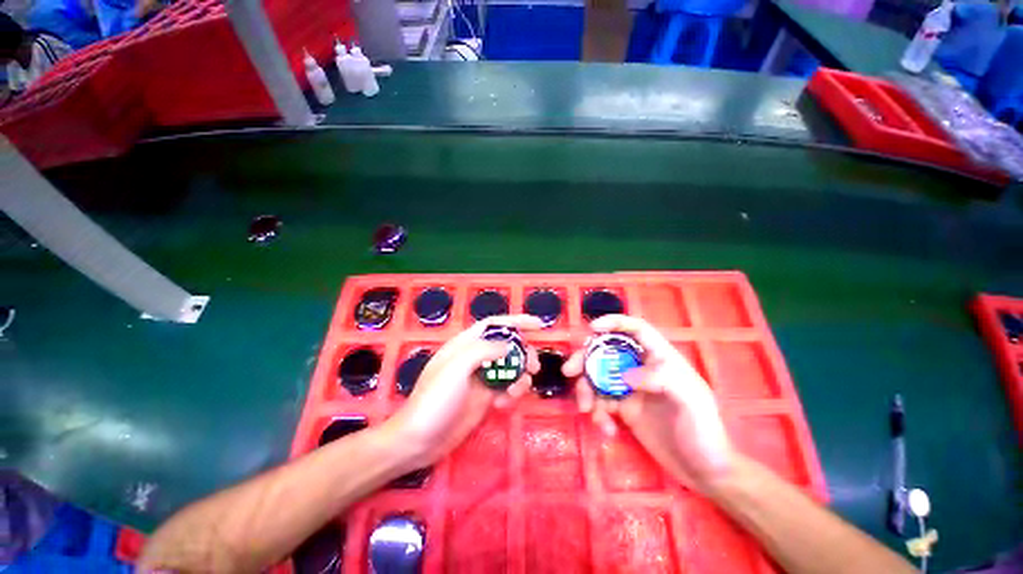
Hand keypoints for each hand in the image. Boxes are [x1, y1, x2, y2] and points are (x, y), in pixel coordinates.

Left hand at [383, 315, 542, 470]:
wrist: (420, 441)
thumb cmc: (435, 398)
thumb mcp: (457, 367)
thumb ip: (484, 350)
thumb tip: (509, 345)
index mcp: (465, 344)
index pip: (493, 325)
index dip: (516, 321)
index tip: (539, 325)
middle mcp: (474, 358)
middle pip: (506, 346)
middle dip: (523, 353)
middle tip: (534, 366)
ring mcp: (480, 378)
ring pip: (509, 368)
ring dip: (520, 376)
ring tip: (519, 389)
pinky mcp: (484, 398)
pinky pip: (506, 388)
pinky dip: (511, 394)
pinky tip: (503, 405)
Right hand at [565, 315, 732, 492]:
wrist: (704, 472)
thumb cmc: (705, 431)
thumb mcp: (692, 399)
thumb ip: (661, 378)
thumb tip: (625, 376)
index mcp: (661, 358)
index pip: (637, 329)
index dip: (615, 323)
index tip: (592, 328)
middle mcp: (641, 369)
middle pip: (607, 352)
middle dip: (585, 358)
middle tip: (569, 371)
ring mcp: (630, 389)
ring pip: (598, 377)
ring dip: (586, 391)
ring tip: (587, 411)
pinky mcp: (623, 410)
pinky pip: (601, 403)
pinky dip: (597, 414)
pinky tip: (606, 430)